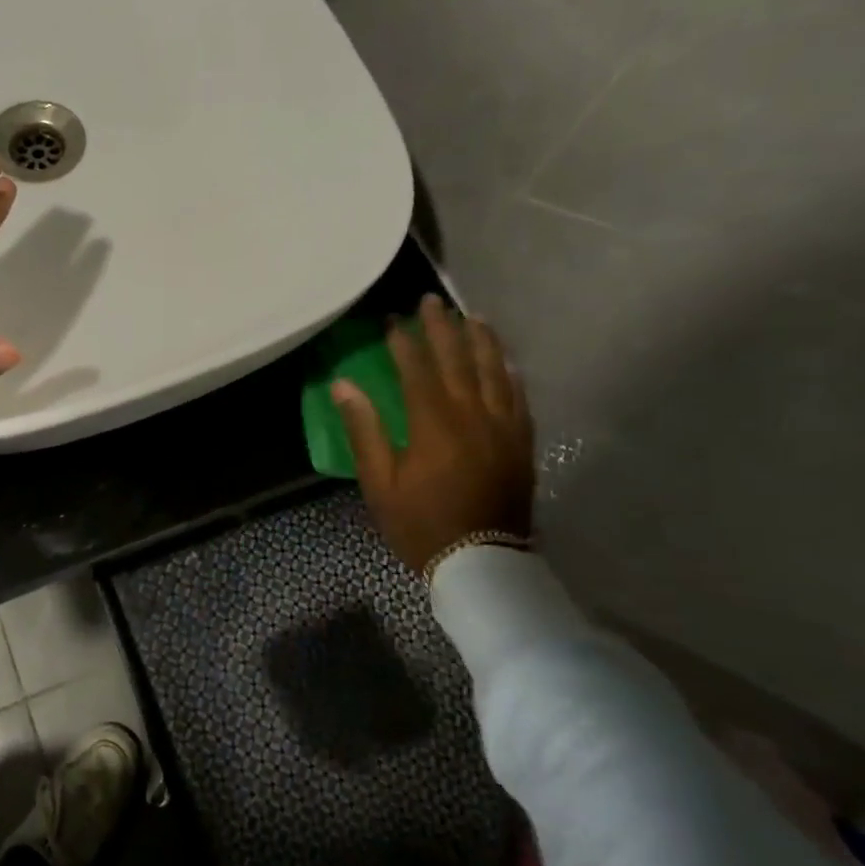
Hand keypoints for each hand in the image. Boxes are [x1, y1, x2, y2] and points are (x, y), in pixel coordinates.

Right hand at [332, 295, 535, 575]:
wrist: (482, 563)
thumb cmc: (420, 523)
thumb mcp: (379, 482)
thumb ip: (364, 430)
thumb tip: (343, 385)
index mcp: (433, 423)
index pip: (416, 369)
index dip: (402, 341)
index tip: (391, 320)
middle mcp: (472, 415)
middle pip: (457, 360)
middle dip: (442, 328)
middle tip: (431, 302)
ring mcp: (503, 427)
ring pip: (494, 372)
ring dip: (481, 341)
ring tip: (472, 317)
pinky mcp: (521, 443)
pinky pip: (518, 397)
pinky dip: (509, 373)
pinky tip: (505, 361)